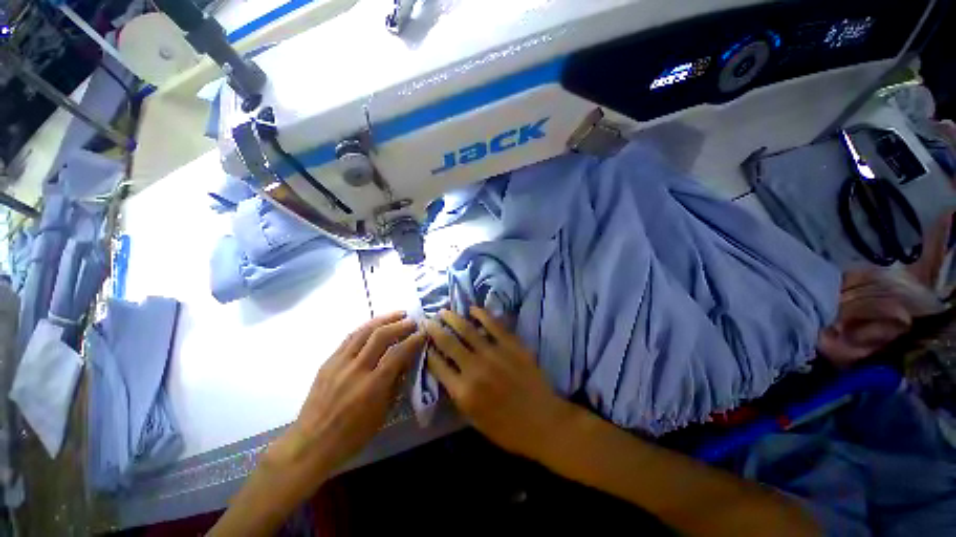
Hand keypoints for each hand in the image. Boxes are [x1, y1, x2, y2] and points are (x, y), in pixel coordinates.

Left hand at [268, 312, 424, 479]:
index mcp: (372, 386)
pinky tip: (375, 324)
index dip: (413, 340)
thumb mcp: (383, 413)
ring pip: (364, 331)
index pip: (398, 353)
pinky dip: (366, 327)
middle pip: (380, 336)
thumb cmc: (353, 434)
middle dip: (400, 324)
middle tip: (412, 321)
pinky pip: (349, 337)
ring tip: (398, 314)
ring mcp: (339, 363)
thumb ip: (396, 384)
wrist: (312, 443)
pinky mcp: (328, 361)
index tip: (423, 333)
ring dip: (384, 319)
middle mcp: (356, 369)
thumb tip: (407, 361)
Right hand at [424, 307, 575, 458]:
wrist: (543, 422)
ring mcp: (494, 354)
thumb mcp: (474, 419)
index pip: (437, 365)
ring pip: (467, 329)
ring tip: (444, 311)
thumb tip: (446, 371)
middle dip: (434, 329)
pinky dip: (481, 314)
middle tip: (427, 320)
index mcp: (463, 392)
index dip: (428, 351)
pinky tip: (473, 309)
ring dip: (452, 318)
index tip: (423, 341)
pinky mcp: (512, 345)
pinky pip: (494, 324)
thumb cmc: (507, 428)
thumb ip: (457, 394)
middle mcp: (475, 369)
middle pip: (448, 343)